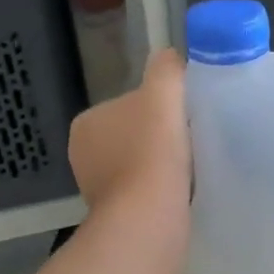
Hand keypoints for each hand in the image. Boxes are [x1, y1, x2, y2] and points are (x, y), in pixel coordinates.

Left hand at [68, 48, 189, 213]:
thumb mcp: (163, 94)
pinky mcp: (113, 217)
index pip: (129, 106)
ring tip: (189, 173)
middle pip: (134, 137)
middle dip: (159, 141)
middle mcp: (82, 155)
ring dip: (160, 169)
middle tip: (191, 146)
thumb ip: (166, 69)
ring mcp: (96, 190)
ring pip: (138, 167)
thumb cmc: (153, 152)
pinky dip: (158, 193)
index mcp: (86, 122)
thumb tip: (169, 56)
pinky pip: (142, 195)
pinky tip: (179, 195)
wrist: (149, 218)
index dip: (160, 110)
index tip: (184, 120)